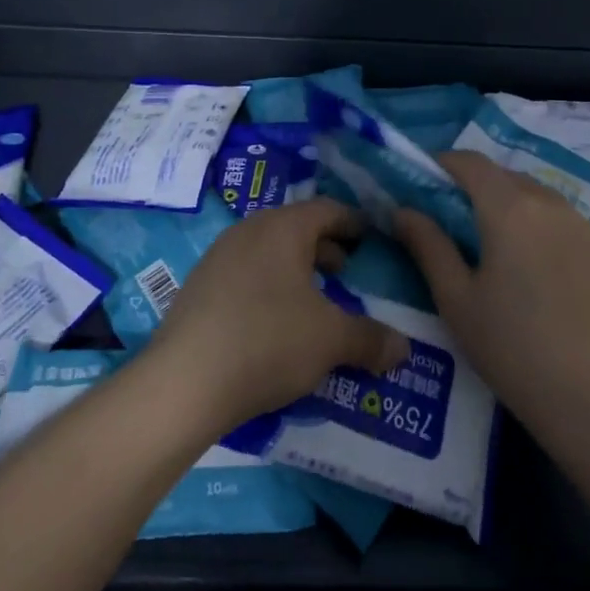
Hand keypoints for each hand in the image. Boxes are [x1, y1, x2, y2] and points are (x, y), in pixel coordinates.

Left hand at [149, 198, 409, 433]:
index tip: (370, 236)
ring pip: (267, 251)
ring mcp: (218, 257)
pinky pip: (245, 273)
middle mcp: (248, 231)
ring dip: (295, 269)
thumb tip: (404, 348)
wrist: (184, 381)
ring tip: (313, 298)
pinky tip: (275, 321)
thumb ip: (370, 339)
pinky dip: (268, 285)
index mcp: (282, 228)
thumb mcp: (330, 340)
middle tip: (346, 270)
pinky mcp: (198, 286)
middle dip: (324, 247)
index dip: (353, 222)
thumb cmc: (268, 342)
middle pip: (295, 228)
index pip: (326, 209)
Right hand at [394, 151, 589, 447]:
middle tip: (451, 218)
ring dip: (507, 202)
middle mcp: (550, 203)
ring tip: (491, 241)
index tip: (423, 182)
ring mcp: (582, 224)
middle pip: (503, 176)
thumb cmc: (508, 346)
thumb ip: (427, 244)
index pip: (471, 162)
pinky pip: (560, 217)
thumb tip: (403, 210)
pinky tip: (530, 262)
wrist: (587, 397)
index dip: (442, 163)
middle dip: (473, 185)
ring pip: (534, 194)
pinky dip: (537, 222)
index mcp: (509, 209)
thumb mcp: (455, 297)